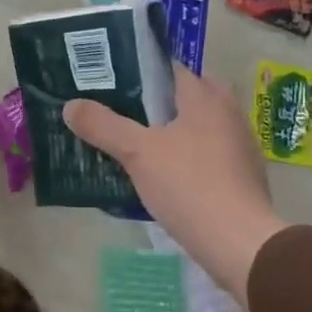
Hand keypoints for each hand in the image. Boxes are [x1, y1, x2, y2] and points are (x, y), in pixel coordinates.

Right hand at [64, 64, 283, 304]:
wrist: (240, 243)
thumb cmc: (189, 185)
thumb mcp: (137, 153)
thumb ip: (103, 126)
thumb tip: (71, 105)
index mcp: (206, 98)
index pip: (172, 68)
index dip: (141, 71)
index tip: (111, 79)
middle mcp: (228, 114)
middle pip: (187, 96)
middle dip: (157, 102)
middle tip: (122, 111)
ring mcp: (239, 146)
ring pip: (198, 126)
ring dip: (172, 130)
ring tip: (135, 141)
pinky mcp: (241, 177)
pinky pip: (207, 154)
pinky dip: (185, 156)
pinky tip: (161, 174)